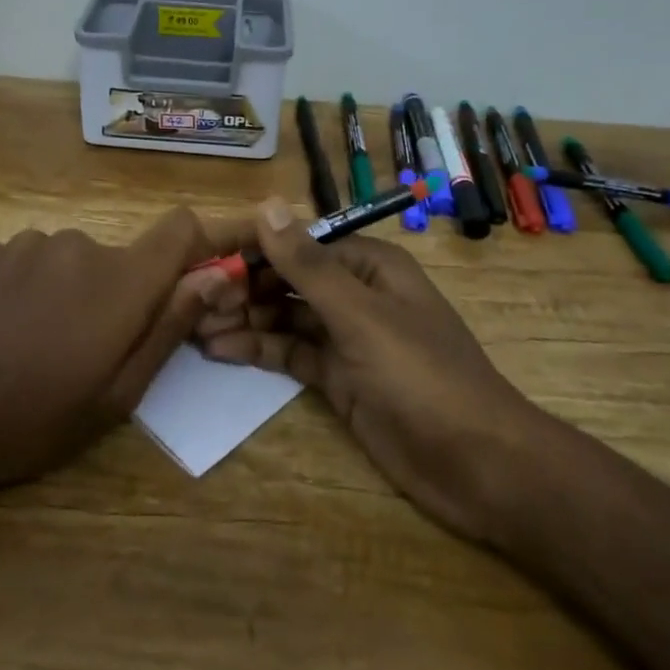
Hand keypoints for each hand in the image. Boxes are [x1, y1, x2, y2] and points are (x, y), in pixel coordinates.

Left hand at [0, 208, 238, 493]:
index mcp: (121, 281)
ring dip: (74, 290)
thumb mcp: (118, 393)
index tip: (187, 283)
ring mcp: (31, 242)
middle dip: (120, 293)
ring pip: (77, 260)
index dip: (195, 246)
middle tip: (89, 349)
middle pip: (123, 256)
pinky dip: (37, 286)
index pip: (180, 228)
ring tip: (42, 342)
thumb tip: (214, 277)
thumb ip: (169, 327)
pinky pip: (36, 259)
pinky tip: (9, 327)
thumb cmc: (37, 418)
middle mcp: (81, 244)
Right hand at [196, 198, 549, 543]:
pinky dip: (259, 349)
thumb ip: (308, 264)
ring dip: (243, 319)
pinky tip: (220, 350)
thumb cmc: (422, 376)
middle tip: (191, 300)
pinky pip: (291, 353)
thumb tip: (267, 204)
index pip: (298, 243)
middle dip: (242, 287)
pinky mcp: (339, 379)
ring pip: (284, 317)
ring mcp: (346, 338)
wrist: (478, 465)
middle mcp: (355, 294)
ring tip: (194, 327)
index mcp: (368, 265)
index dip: (251, 247)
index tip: (203, 257)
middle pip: (287, 279)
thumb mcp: (360, 316)